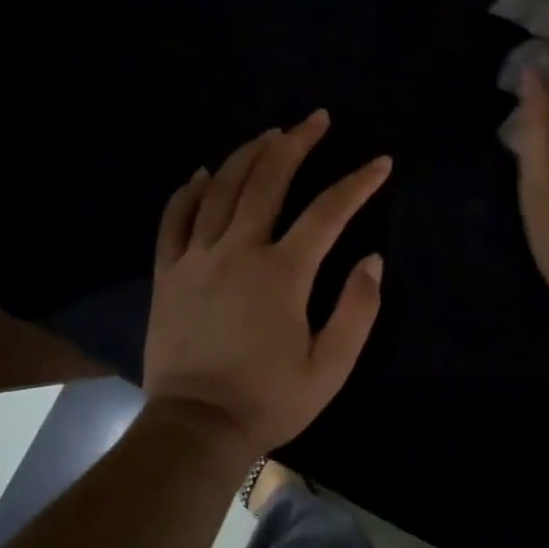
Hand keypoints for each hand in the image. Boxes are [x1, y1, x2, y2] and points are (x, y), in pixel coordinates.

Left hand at [143, 110, 389, 457]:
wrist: (195, 428)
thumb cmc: (269, 400)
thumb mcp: (329, 367)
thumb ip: (357, 310)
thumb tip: (373, 260)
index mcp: (282, 273)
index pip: (328, 212)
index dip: (358, 183)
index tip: (380, 163)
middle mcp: (237, 251)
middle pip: (268, 181)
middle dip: (297, 144)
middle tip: (316, 119)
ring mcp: (196, 258)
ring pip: (222, 189)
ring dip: (248, 156)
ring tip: (271, 135)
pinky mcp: (168, 273)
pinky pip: (174, 219)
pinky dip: (189, 191)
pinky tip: (203, 173)